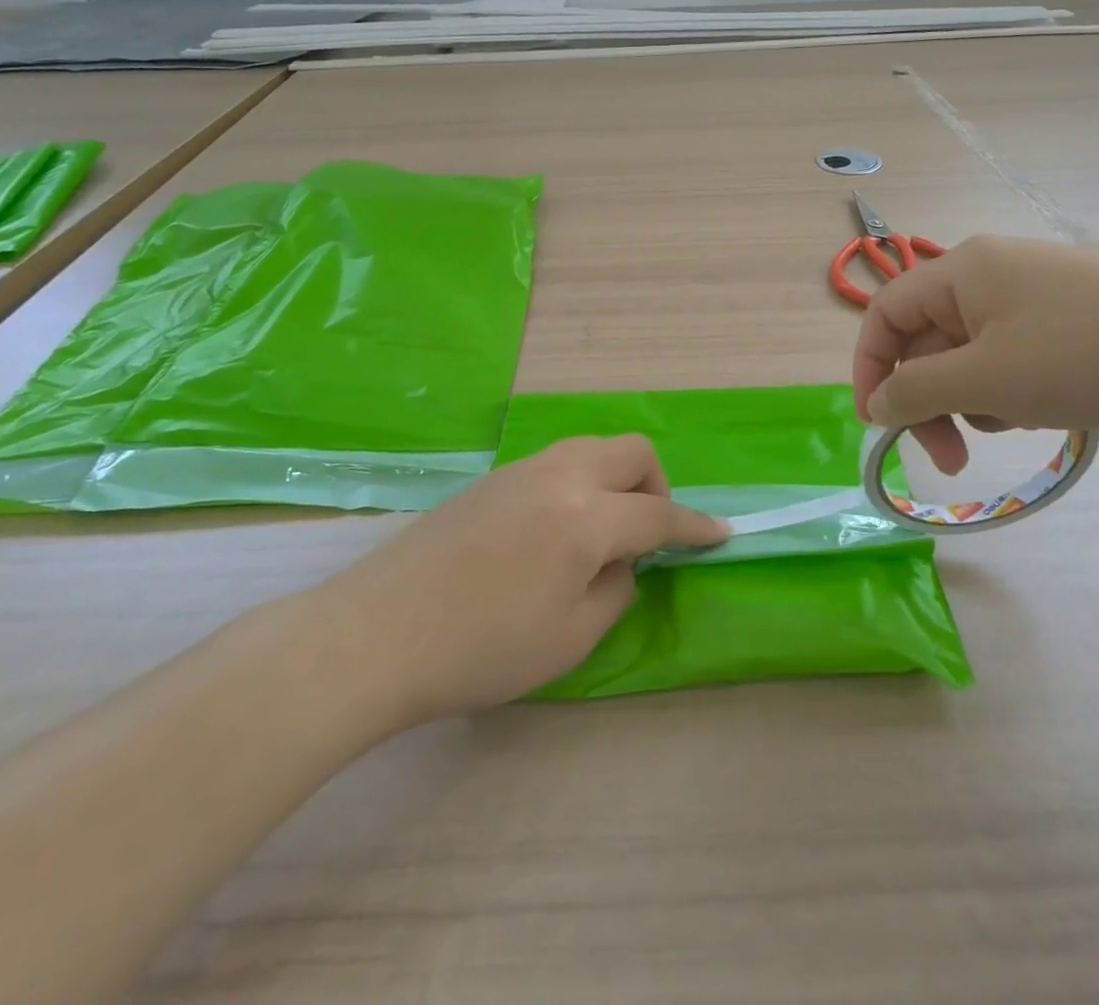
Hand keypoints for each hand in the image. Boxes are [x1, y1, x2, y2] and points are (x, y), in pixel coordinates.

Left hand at [325, 436, 728, 725]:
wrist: (377, 633)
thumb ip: (616, 588)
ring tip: (603, 534)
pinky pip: (558, 463)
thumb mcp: (570, 638)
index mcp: (585, 516)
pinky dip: (580, 484)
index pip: (658, 514)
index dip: (696, 527)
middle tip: (647, 535)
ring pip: (592, 449)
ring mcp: (521, 470)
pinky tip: (558, 531)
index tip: (721, 534)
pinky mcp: (492, 479)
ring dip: (616, 480)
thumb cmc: (481, 649)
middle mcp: (559, 476)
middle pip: (631, 451)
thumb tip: (625, 560)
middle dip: (656, 486)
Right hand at [853, 235, 1098, 473]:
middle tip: (950, 458)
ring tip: (1018, 421)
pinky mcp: (1070, 319)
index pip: (885, 314)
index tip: (878, 425)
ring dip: (975, 399)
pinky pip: (1012, 356)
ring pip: (970, 355)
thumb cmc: (1086, 355)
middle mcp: (991, 273)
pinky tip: (1048, 408)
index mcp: (962, 270)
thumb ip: (917, 391)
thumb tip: (877, 402)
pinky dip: (1013, 389)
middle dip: (930, 400)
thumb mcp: (987, 379)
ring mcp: (1035, 295)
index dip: (870, 368)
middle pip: (928, 340)